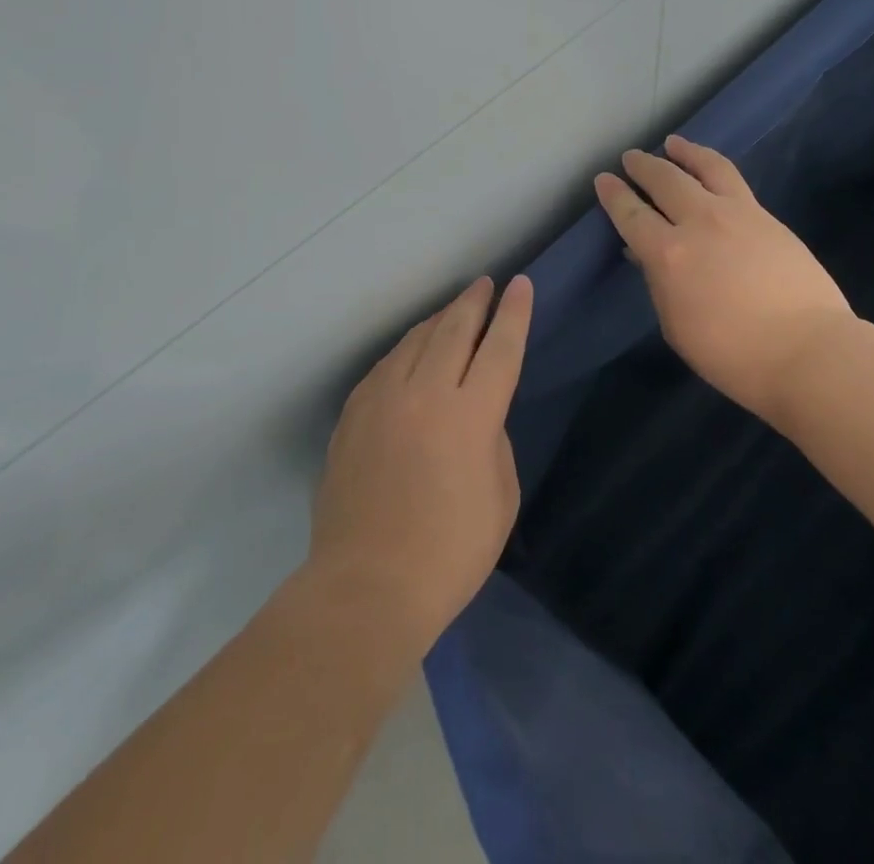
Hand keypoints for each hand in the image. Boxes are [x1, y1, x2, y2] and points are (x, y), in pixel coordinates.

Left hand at [310, 275, 531, 647]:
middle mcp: (425, 393)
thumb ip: (492, 442)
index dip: (514, 313)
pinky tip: (411, 352)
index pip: (499, 347)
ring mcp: (381, 400)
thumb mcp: (500, 498)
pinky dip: (406, 350)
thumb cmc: (449, 553)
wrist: (366, 588)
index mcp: (470, 415)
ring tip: (453, 310)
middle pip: (454, 329)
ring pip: (414, 340)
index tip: (521, 285)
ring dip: (439, 320)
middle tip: (486, 284)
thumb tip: (474, 417)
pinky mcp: (352, 415)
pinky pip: (385, 366)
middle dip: (474, 302)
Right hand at [596, 134, 852, 422]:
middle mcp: (700, 222)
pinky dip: (713, 168)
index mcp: (670, 254)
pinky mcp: (768, 217)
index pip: (632, 215)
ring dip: (684, 152)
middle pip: (665, 180)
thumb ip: (660, 283)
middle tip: (631, 158)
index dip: (614, 195)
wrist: (809, 351)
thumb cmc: (734, 355)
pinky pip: (733, 181)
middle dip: (643, 166)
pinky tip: (712, 172)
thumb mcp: (678, 326)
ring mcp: (739, 214)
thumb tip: (648, 254)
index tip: (603, 180)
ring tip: (673, 143)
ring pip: (706, 167)